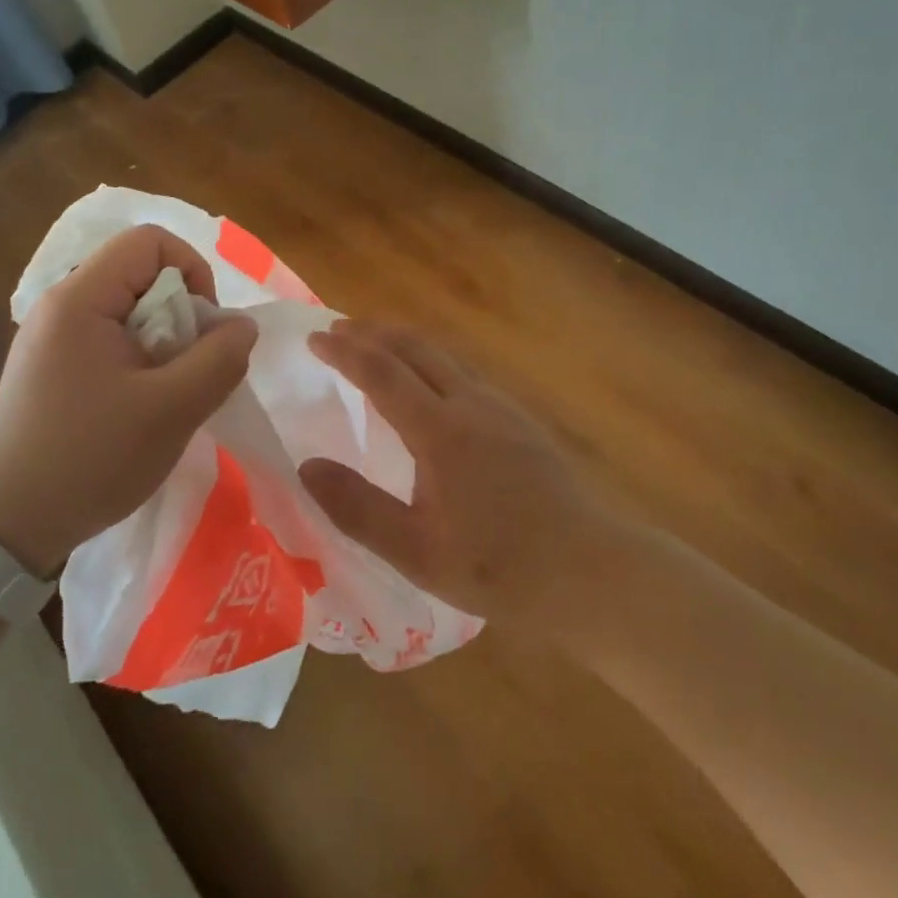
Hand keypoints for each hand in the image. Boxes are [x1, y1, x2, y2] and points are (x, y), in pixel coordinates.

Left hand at [0, 226, 257, 576]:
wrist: (5, 525)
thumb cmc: (89, 460)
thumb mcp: (171, 411)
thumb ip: (219, 359)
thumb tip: (242, 325)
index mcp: (80, 298)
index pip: (150, 241)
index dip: (192, 270)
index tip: (202, 327)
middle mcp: (61, 304)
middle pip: (141, 273)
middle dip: (181, 313)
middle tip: (187, 369)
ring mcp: (52, 335)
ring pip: (130, 308)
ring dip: (164, 340)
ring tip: (166, 392)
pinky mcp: (52, 364)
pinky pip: (110, 336)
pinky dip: (140, 357)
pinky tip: (140, 403)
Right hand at [299, 320, 608, 628]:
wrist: (591, 569)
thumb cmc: (500, 567)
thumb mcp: (417, 552)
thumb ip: (358, 508)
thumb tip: (306, 467)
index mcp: (441, 430)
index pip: (383, 372)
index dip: (345, 351)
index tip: (315, 338)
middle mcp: (471, 403)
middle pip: (416, 348)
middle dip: (372, 332)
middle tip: (337, 329)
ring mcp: (501, 407)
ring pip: (444, 355)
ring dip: (403, 342)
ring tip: (375, 344)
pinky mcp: (520, 419)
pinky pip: (464, 370)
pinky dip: (430, 359)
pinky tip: (430, 382)